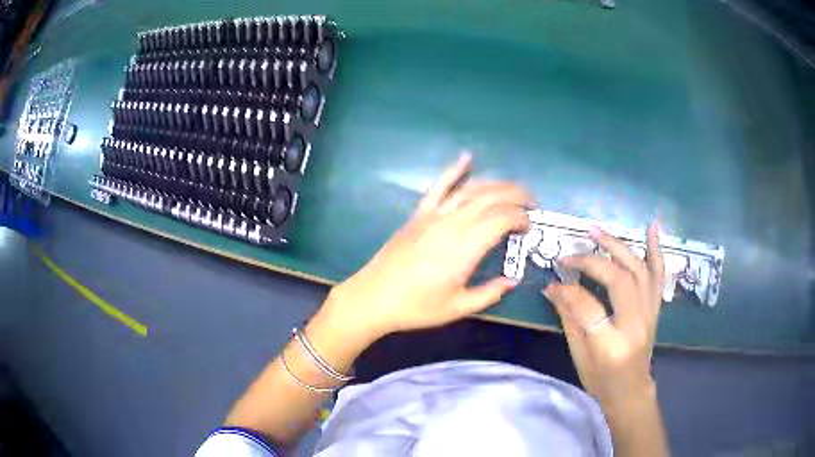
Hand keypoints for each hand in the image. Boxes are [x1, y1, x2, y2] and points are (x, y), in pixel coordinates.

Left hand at [324, 153, 532, 342]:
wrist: (373, 297)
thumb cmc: (416, 307)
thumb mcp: (458, 307)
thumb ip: (489, 293)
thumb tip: (512, 280)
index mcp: (465, 247)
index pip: (502, 218)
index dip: (521, 218)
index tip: (528, 228)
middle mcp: (452, 223)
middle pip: (491, 197)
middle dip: (517, 195)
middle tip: (532, 204)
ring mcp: (434, 214)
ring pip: (471, 188)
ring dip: (496, 184)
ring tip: (513, 189)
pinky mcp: (419, 213)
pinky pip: (439, 186)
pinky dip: (454, 170)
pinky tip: (467, 157)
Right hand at [544, 224, 664, 409]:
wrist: (630, 390)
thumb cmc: (601, 379)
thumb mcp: (578, 355)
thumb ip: (568, 318)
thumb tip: (552, 288)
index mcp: (611, 344)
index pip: (588, 307)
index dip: (567, 291)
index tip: (552, 282)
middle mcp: (636, 324)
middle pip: (618, 280)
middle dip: (592, 262)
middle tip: (570, 254)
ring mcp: (650, 314)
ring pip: (638, 270)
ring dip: (617, 246)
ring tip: (596, 231)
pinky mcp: (656, 308)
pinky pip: (658, 275)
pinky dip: (656, 249)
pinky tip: (652, 227)